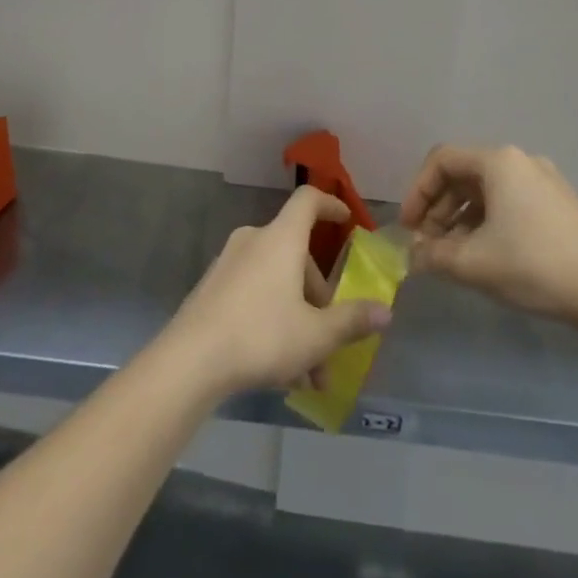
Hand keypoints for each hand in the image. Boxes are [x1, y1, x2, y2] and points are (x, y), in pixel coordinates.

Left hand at [161, 187, 391, 396]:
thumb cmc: (261, 335)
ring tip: (309, 376)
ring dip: (299, 320)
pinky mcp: (214, 286)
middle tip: (331, 346)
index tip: (347, 221)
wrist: (191, 358)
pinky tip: (280, 368)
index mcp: (281, 238)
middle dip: (319, 301)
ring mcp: (230, 262)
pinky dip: (274, 319)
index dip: (330, 205)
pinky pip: (255, 292)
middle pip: (297, 256)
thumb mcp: (316, 335)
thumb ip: (352, 321)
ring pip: (277, 282)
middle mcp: (255, 240)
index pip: (308, 201)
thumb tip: (386, 311)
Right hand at [401, 144, 577, 336]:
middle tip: (427, 245)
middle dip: (439, 210)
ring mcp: (544, 182)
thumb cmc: (536, 266)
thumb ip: (433, 255)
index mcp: (498, 161)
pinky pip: (509, 204)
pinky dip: (487, 224)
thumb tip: (412, 256)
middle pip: (463, 175)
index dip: (417, 192)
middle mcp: (520, 161)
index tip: (408, 227)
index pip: (441, 161)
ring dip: (461, 220)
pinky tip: (486, 257)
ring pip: (486, 192)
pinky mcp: (560, 206)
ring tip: (453, 256)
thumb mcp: (474, 263)